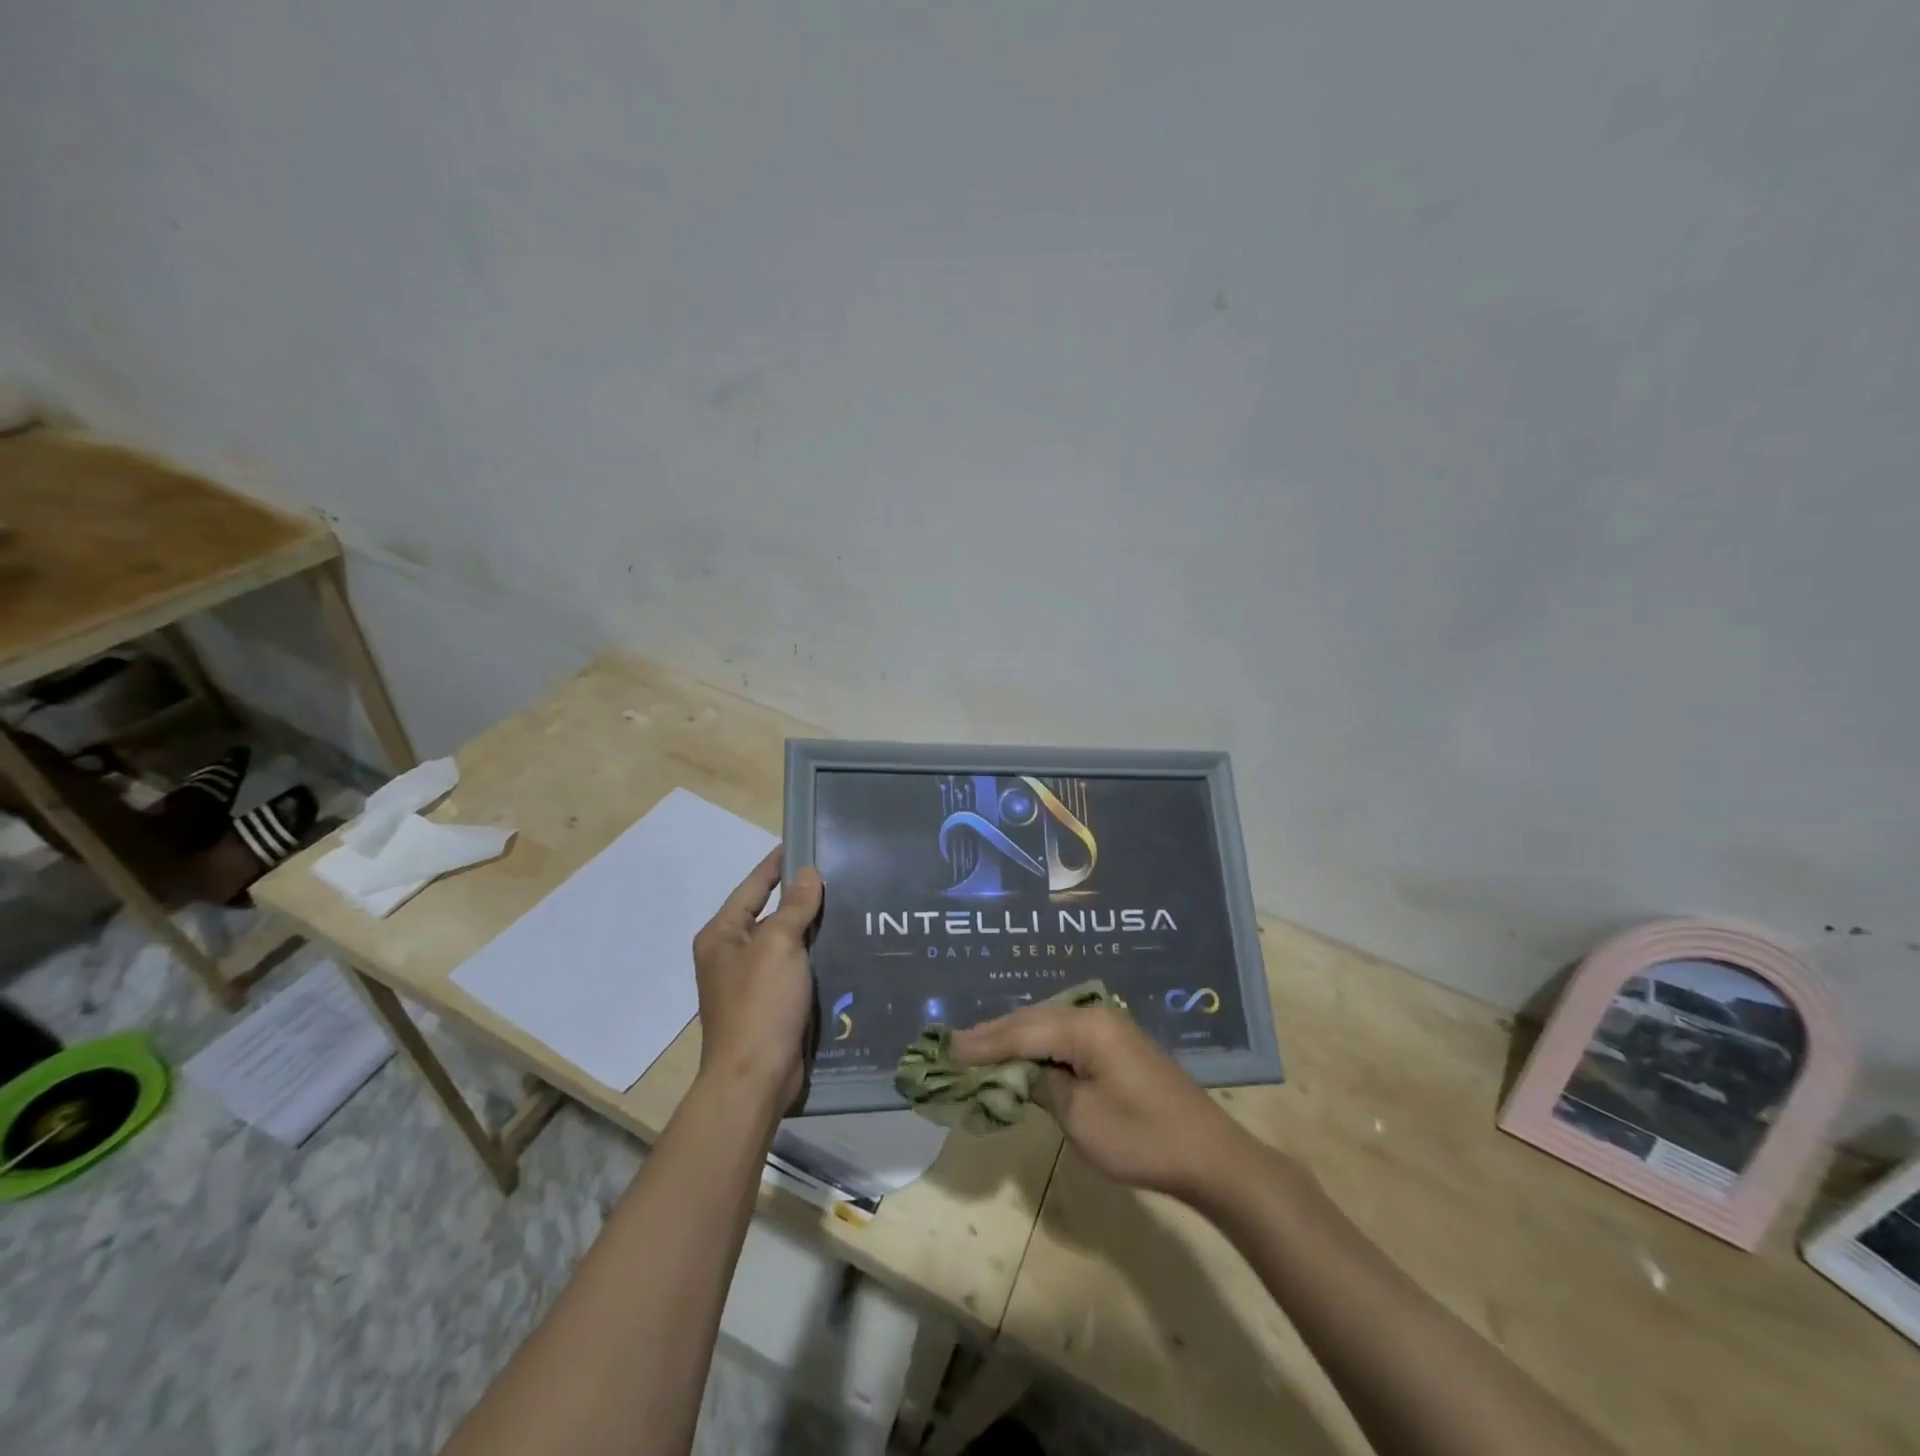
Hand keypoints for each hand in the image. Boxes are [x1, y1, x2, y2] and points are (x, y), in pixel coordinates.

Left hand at [690, 847, 823, 1111]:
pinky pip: (795, 969)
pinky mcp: (771, 1005)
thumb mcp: (778, 945)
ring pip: (786, 942)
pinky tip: (844, 947)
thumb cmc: (760, 1004)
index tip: (804, 842)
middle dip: (801, 896)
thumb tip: (807, 873)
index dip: (777, 864)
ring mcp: (750, 982)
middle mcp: (731, 955)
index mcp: (722, 935)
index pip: (753, 886)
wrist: (754, 1078)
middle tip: (839, 874)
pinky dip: (815, 956)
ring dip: (812, 928)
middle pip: (769, 913)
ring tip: (849, 905)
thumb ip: (793, 906)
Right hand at [951, 1003, 1253, 1201]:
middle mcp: (1095, 1015)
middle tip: (953, 1045)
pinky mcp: (1117, 1043)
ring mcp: (1109, 1026)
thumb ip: (1041, 1086)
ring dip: (1014, 1036)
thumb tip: (1018, 1072)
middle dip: (993, 1034)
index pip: (1021, 1032)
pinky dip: (1037, 1043)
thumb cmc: (1142, 1139)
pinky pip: (1065, 1034)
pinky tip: (1022, 1051)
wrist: (1209, 1155)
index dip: (982, 1043)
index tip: (946, 1049)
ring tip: (978, 1046)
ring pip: (1048, 1023)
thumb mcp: (1080, 1118)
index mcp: (1085, 1027)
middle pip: (1032, 1020)